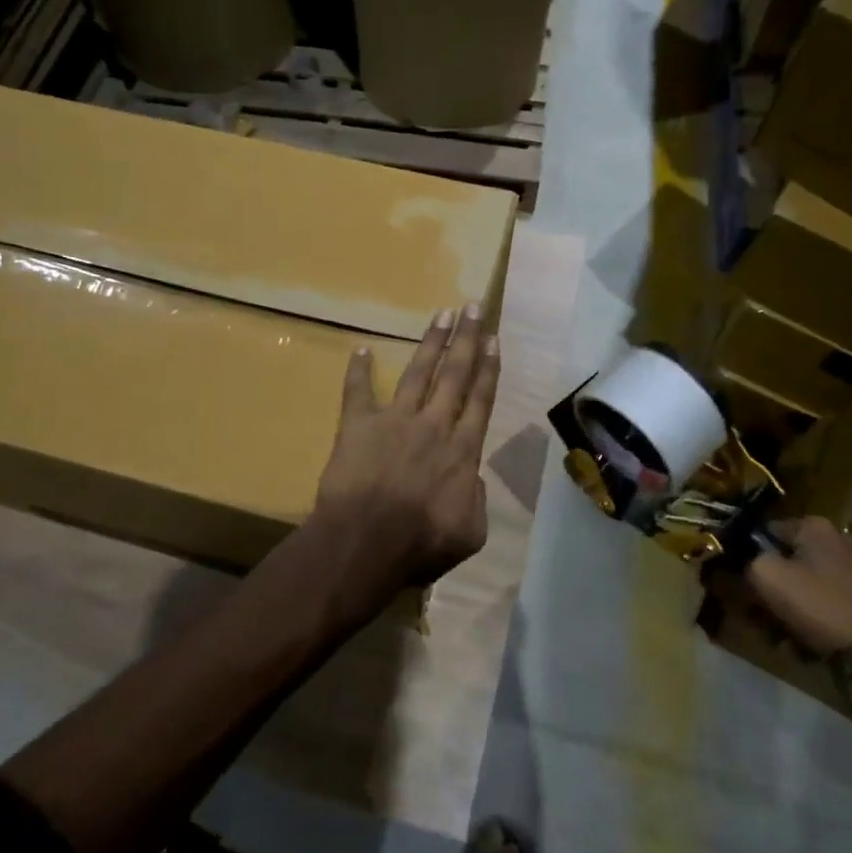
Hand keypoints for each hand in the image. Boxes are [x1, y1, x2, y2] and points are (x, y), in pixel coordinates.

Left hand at [304, 304, 499, 616]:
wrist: (366, 543)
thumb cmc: (420, 545)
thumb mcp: (470, 533)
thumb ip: (477, 501)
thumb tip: (472, 480)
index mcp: (463, 451)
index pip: (481, 400)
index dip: (489, 368)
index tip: (494, 339)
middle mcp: (434, 425)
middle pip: (455, 374)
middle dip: (466, 338)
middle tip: (473, 307)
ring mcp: (395, 421)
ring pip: (418, 372)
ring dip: (430, 342)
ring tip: (441, 314)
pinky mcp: (358, 425)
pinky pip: (357, 391)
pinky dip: (358, 370)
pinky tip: (361, 348)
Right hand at [705, 516, 851, 658]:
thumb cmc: (822, 606)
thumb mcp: (766, 577)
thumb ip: (744, 562)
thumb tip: (737, 562)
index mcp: (813, 526)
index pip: (761, 533)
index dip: (743, 559)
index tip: (736, 588)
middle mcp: (838, 539)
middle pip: (784, 562)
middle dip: (767, 591)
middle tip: (759, 619)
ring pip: (805, 586)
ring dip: (788, 610)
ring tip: (782, 639)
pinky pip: (828, 604)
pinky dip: (815, 621)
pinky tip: (809, 645)